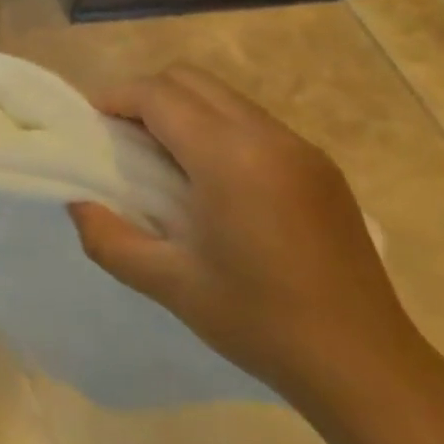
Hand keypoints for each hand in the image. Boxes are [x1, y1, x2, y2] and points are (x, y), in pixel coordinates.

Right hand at [69, 65, 427, 409]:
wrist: (364, 362)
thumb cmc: (260, 322)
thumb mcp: (169, 285)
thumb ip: (108, 238)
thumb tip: (79, 203)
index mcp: (229, 157)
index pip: (159, 95)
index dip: (116, 98)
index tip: (90, 125)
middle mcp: (267, 136)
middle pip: (191, 80)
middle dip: (146, 96)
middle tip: (121, 140)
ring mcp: (300, 147)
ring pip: (224, 97)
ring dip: (183, 111)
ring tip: (162, 161)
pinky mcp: (320, 166)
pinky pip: (253, 122)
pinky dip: (217, 129)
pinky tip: (212, 182)